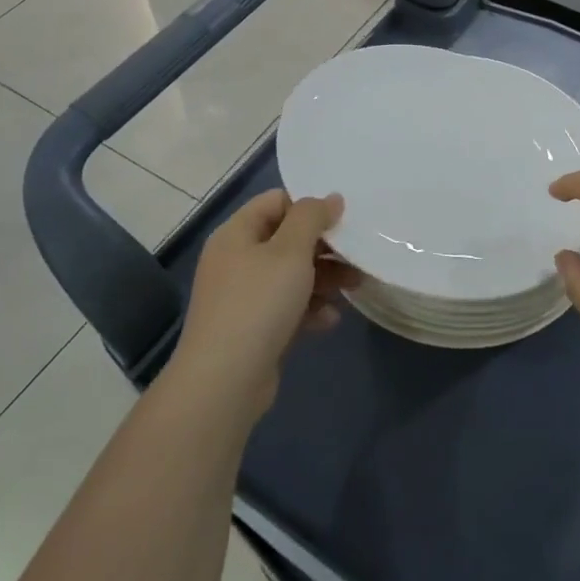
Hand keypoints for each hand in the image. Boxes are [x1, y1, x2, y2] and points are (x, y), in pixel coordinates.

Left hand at [172, 190, 358, 421]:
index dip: (309, 206)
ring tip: (353, 287)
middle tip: (356, 256)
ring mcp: (243, 297)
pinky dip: (309, 309)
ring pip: (291, 275)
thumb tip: (331, 198)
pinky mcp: (253, 329)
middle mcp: (236, 260)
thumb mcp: (290, 251)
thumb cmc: (258, 304)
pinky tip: (330, 320)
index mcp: (237, 233)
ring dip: (323, 279)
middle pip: (287, 239)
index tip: (341, 220)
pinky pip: (286, 307)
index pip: (276, 201)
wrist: (224, 382)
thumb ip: (312, 217)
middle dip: (324, 247)